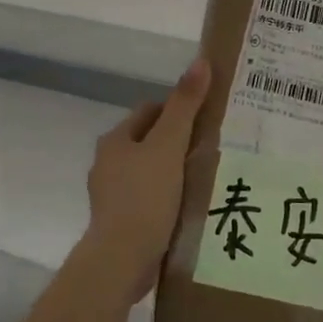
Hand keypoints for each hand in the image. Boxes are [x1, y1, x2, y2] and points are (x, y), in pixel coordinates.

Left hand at [85, 57, 211, 300]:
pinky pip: (151, 200)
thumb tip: (200, 62)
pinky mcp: (123, 222)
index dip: (177, 110)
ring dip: (175, 172)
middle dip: (179, 142)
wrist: (122, 259)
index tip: (206, 119)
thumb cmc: (145, 196)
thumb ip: (185, 105)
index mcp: (115, 141)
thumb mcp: (169, 145)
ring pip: (152, 172)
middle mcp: (109, 164)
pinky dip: (170, 198)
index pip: (149, 112)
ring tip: (208, 176)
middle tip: (214, 147)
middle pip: (150, 142)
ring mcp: (113, 196)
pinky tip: (192, 206)